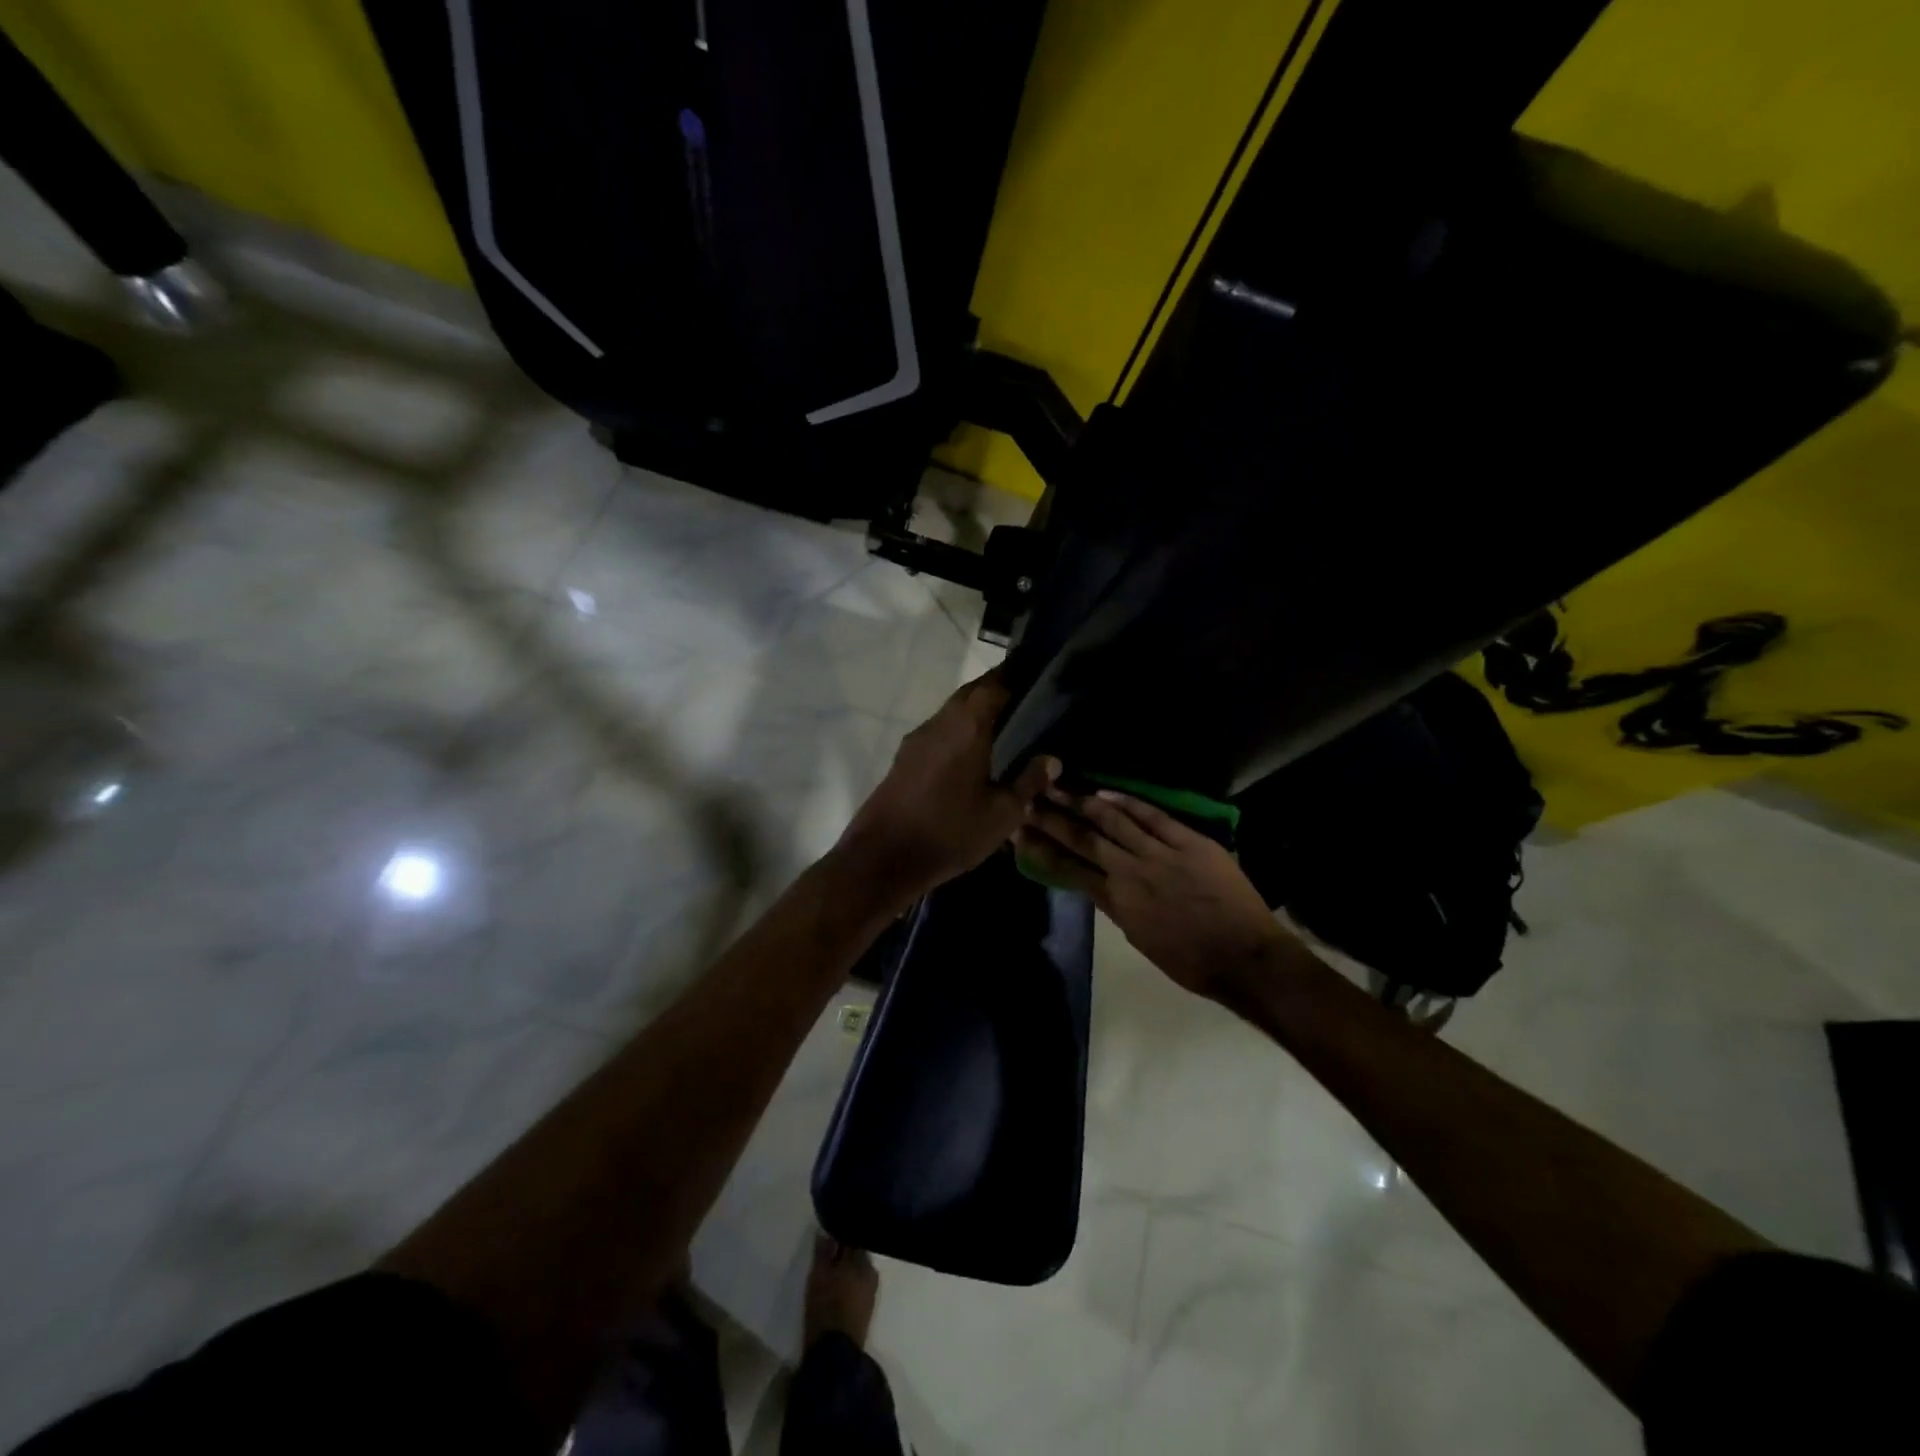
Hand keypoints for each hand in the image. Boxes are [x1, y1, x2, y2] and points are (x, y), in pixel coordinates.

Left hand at [835, 670, 1058, 908]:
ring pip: (952, 712)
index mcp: (967, 726)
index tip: (1037, 675)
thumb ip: (1028, 782)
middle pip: (971, 693)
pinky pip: (939, 731)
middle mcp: (940, 722)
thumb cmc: (950, 832)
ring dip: (975, 711)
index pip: (995, 684)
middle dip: (996, 690)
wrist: (883, 857)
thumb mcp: (1002, 814)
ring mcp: (917, 738)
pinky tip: (973, 752)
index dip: (1016, 676)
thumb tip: (1052, 760)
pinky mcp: (904, 757)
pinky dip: (959, 731)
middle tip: (1025, 699)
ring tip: (1004, 725)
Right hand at [1015, 787, 1289, 998]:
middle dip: (1052, 818)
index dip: (1042, 849)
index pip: (1069, 869)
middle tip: (1028, 798)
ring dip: (1082, 802)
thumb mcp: (1141, 940)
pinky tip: (1105, 792)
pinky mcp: (1188, 842)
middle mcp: (1130, 873)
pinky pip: (1153, 816)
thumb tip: (1100, 885)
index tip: (1019, 831)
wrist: (1245, 958)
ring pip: (1113, 821)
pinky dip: (1128, 802)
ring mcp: (1160, 854)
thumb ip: (1118, 908)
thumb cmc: (1192, 962)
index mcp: (1117, 903)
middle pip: (1083, 839)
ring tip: (1058, 787)